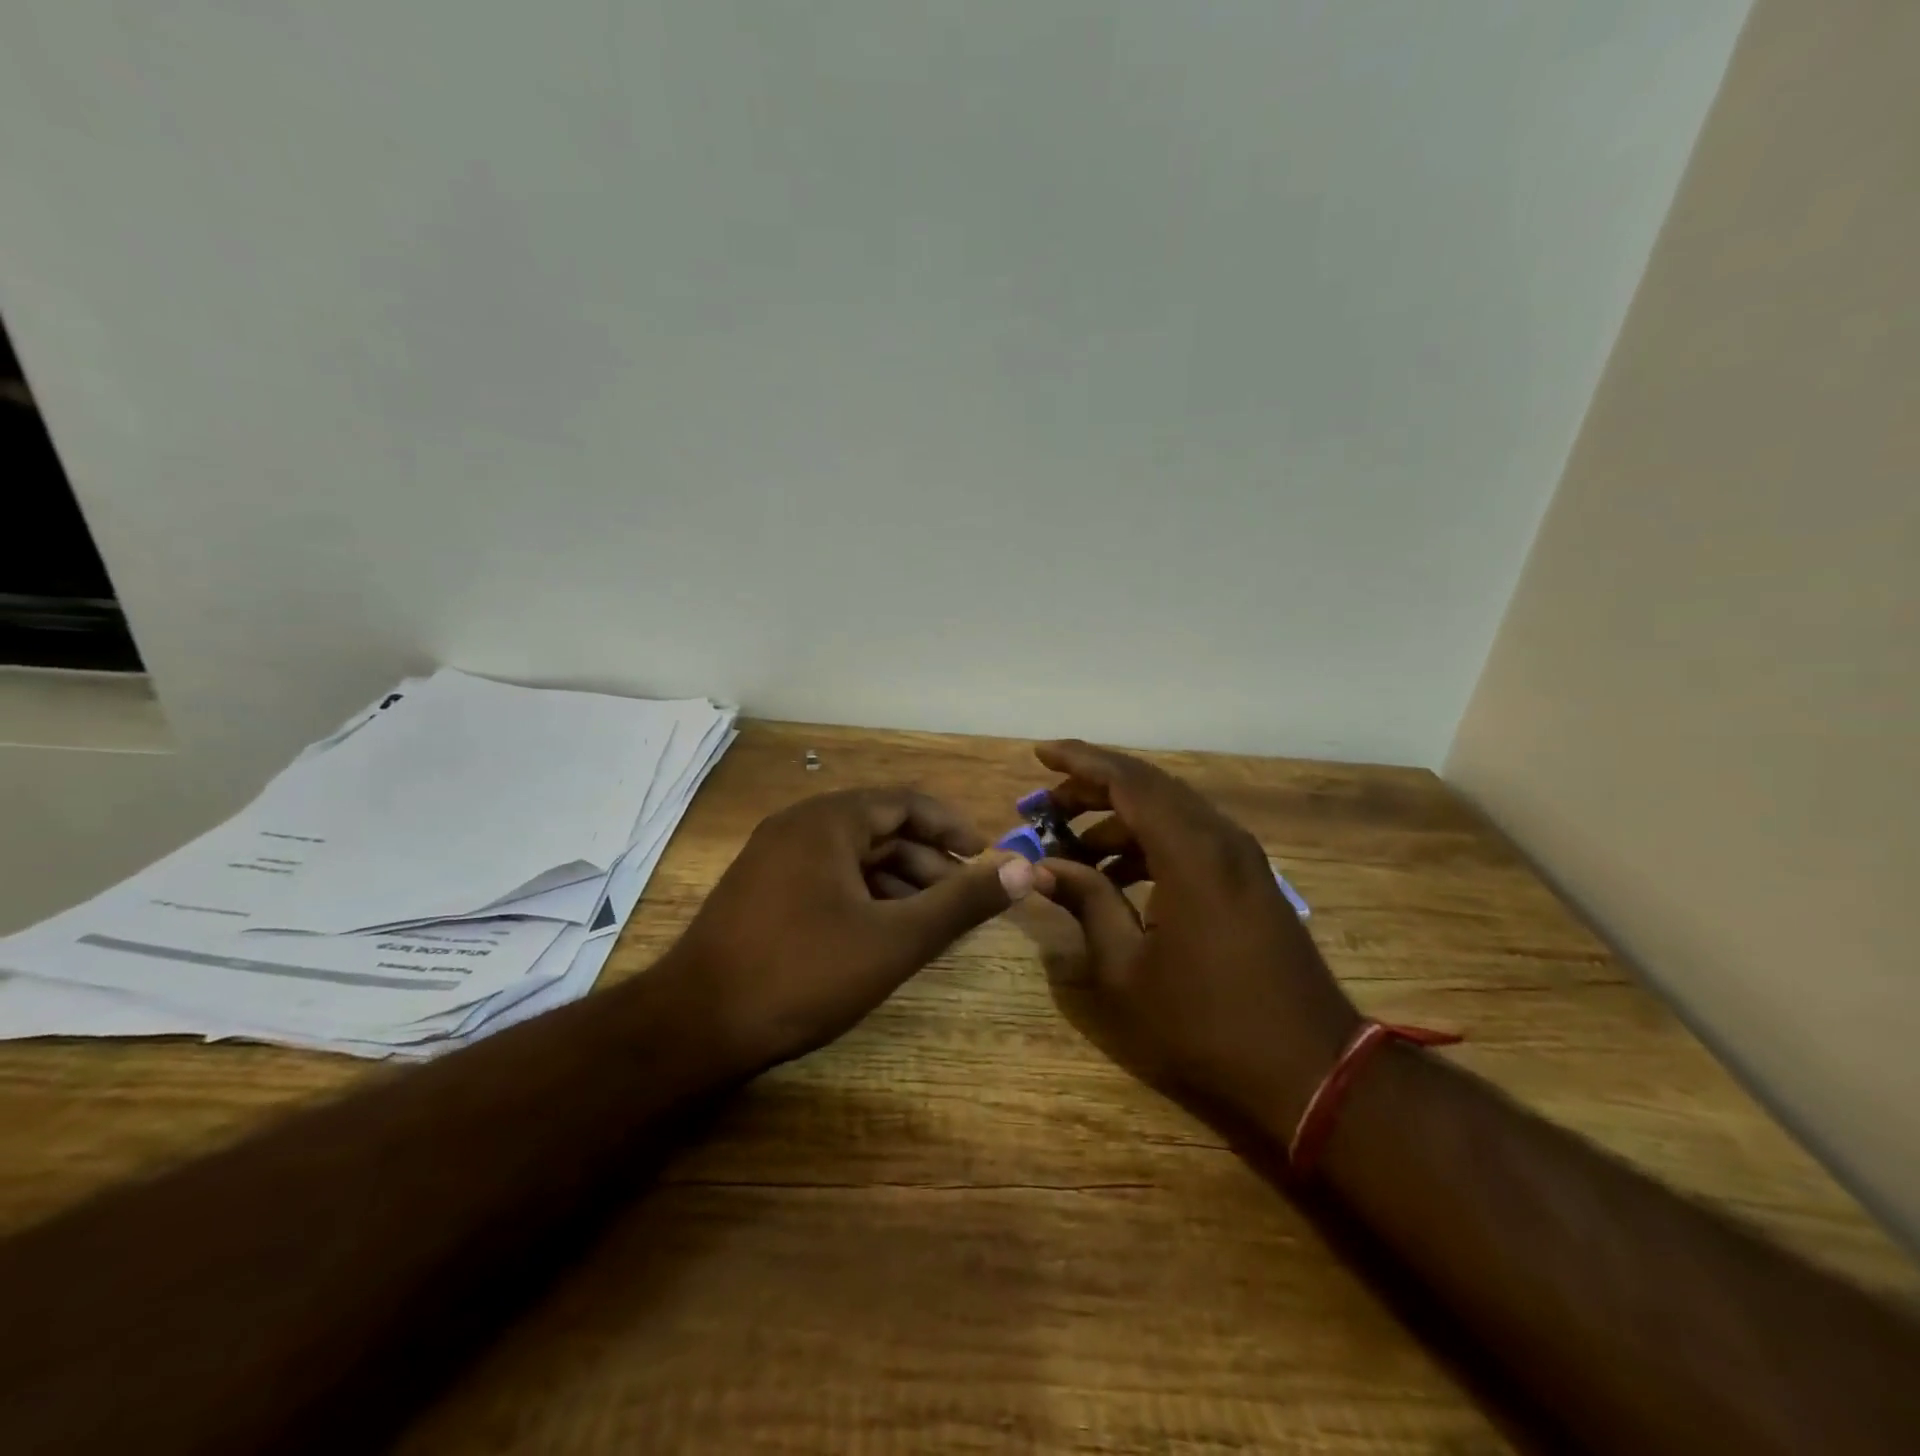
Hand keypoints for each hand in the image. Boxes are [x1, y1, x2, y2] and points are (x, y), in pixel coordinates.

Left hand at [668, 787, 1034, 1073]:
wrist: (693, 1026)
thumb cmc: (803, 972)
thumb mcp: (895, 939)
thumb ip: (962, 901)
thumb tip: (1024, 867)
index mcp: (829, 820)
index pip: (907, 802)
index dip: (953, 827)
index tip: (986, 858)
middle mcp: (798, 826)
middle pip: (880, 829)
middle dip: (928, 862)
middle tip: (964, 900)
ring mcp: (772, 859)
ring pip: (853, 858)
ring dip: (897, 883)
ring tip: (930, 923)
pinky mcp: (759, 892)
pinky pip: (826, 879)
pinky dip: (863, 898)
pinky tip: (880, 935)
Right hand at [1032, 740, 1359, 1132]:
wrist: (1311, 1070)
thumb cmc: (1207, 1024)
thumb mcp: (1126, 969)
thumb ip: (1087, 903)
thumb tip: (1043, 868)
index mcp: (1191, 852)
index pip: (1128, 781)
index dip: (1080, 762)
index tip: (1040, 754)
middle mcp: (1221, 839)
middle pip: (1150, 788)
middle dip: (1093, 789)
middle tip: (1046, 808)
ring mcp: (1242, 859)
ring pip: (1171, 813)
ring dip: (1120, 820)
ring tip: (1073, 848)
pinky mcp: (1250, 881)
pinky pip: (1190, 838)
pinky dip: (1148, 843)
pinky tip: (1118, 875)